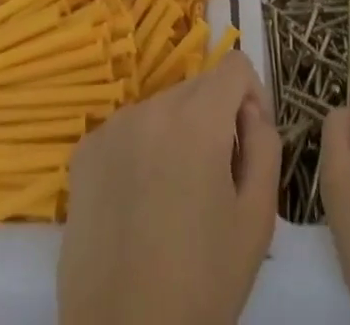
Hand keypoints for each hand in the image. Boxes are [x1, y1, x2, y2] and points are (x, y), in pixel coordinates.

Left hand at [59, 51, 280, 324]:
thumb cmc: (202, 284)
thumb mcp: (257, 218)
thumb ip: (265, 145)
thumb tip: (249, 112)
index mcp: (198, 117)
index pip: (235, 66)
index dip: (252, 98)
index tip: (249, 144)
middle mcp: (152, 106)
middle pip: (197, 87)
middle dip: (214, 120)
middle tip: (215, 183)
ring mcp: (113, 126)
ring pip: (162, 109)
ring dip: (177, 136)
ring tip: (175, 200)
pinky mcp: (85, 151)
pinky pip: (128, 131)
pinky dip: (142, 152)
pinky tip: (140, 205)